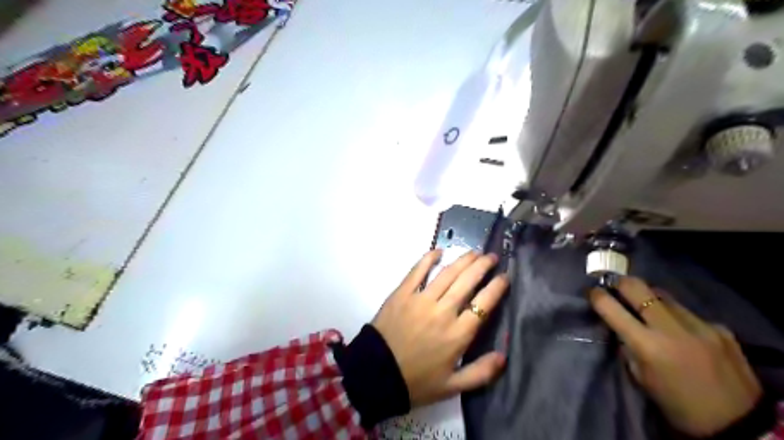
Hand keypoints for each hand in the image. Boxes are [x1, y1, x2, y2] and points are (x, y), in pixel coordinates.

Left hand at [372, 249, 512, 406]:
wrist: (376, 374)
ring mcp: (421, 299)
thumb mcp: (452, 386)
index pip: (483, 304)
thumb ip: (481, 373)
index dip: (497, 288)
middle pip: (467, 282)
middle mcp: (443, 311)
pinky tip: (439, 251)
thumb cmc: (416, 381)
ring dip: (463, 260)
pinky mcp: (402, 293)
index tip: (505, 277)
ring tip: (474, 252)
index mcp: (458, 334)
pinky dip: (428, 258)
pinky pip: (417, 271)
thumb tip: (503, 356)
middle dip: (483, 266)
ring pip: (447, 273)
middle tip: (491, 257)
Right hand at [592, 279, 762, 435]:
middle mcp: (672, 328)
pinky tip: (680, 331)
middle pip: (637, 287)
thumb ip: (628, 346)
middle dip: (620, 282)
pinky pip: (688, 313)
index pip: (611, 308)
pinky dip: (676, 317)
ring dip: (649, 298)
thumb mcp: (641, 377)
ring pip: (663, 295)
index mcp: (647, 345)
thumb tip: (619, 325)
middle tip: (613, 285)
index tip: (592, 291)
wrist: (738, 425)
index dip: (597, 295)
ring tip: (646, 307)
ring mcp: (699, 325)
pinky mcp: (719, 328)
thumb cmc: (677, 405)